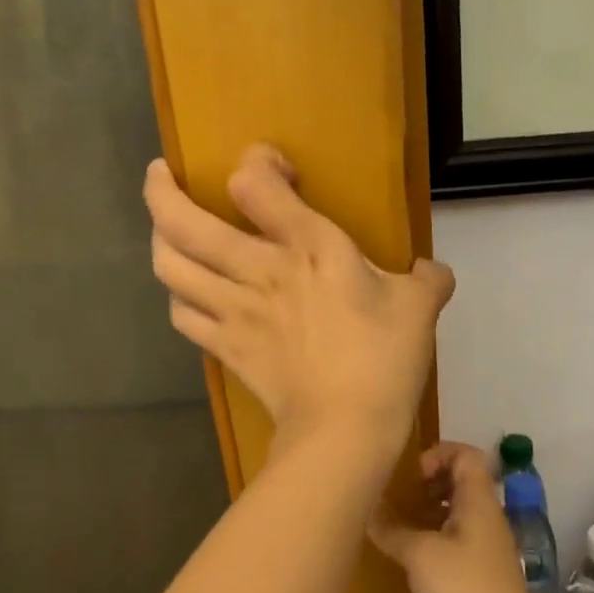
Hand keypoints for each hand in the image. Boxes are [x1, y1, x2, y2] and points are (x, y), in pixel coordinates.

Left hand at [145, 146, 454, 445]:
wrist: (345, 429)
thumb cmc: (384, 360)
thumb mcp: (420, 309)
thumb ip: (427, 279)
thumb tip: (433, 271)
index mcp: (309, 247)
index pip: (254, 184)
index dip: (255, 163)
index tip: (273, 171)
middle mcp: (258, 270)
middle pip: (182, 222)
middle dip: (161, 192)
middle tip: (161, 175)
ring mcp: (234, 310)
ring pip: (169, 266)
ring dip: (160, 241)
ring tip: (166, 230)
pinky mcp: (225, 347)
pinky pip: (182, 314)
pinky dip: (178, 297)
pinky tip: (188, 293)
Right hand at [373, 442, 540, 592]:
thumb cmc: (462, 592)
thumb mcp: (420, 554)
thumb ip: (392, 527)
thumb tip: (368, 509)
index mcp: (480, 503)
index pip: (467, 455)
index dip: (438, 453)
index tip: (409, 477)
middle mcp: (487, 521)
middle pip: (462, 483)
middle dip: (428, 485)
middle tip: (397, 500)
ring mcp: (486, 552)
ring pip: (456, 516)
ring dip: (427, 515)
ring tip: (395, 529)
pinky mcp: (480, 581)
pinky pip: (455, 545)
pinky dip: (432, 543)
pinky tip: (409, 562)